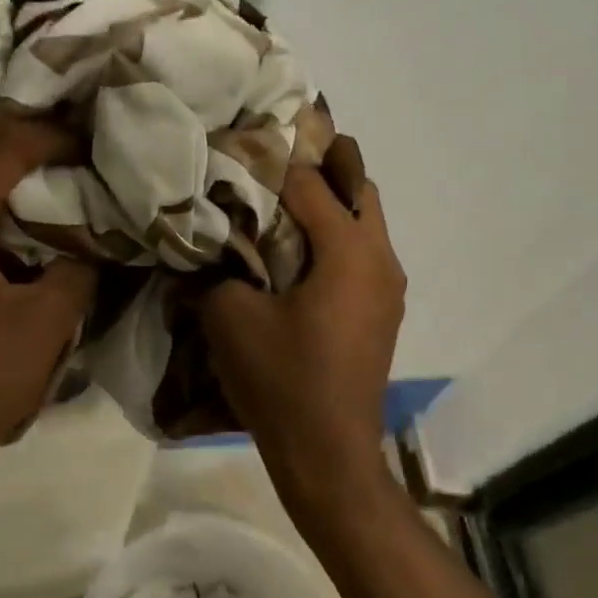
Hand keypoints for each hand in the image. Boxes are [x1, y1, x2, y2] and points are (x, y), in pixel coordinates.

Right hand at [198, 136, 405, 516]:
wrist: (328, 454)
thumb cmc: (281, 379)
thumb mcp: (230, 317)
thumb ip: (217, 269)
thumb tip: (210, 247)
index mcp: (349, 252)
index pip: (311, 185)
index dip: (274, 162)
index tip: (243, 143)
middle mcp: (380, 260)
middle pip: (357, 191)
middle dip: (318, 171)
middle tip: (270, 167)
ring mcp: (388, 289)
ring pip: (365, 224)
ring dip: (328, 208)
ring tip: (278, 208)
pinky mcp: (382, 314)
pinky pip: (361, 257)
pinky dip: (334, 241)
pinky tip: (295, 257)